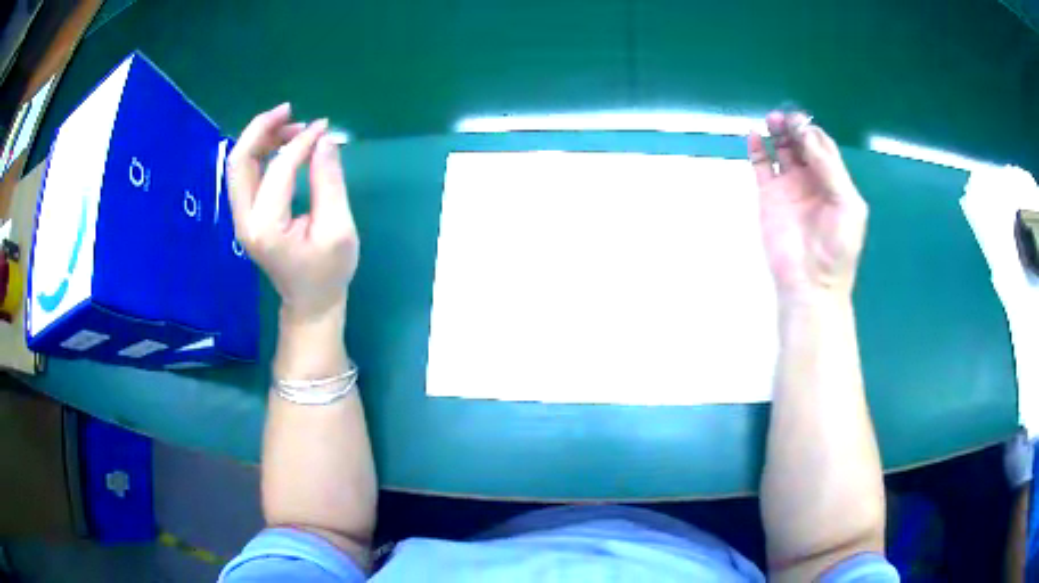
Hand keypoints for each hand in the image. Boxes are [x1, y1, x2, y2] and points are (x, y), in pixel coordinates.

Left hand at [227, 103, 358, 324]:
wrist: (309, 303)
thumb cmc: (328, 272)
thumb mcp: (338, 228)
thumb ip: (329, 181)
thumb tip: (325, 139)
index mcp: (266, 227)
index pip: (278, 169)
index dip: (301, 142)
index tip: (326, 128)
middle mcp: (245, 220)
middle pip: (239, 161)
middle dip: (261, 129)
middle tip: (290, 111)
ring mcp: (241, 218)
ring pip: (239, 164)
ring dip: (260, 138)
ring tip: (291, 126)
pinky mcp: (247, 215)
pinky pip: (246, 174)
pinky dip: (260, 152)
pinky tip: (282, 144)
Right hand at [749, 111, 867, 298]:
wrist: (812, 283)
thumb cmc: (837, 248)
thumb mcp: (847, 206)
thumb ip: (831, 170)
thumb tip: (807, 136)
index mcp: (833, 181)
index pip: (822, 146)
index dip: (812, 131)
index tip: (802, 123)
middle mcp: (811, 179)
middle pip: (801, 143)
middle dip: (794, 127)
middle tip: (785, 117)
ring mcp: (789, 187)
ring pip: (782, 150)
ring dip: (777, 132)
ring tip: (772, 120)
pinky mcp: (769, 196)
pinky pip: (762, 166)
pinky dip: (757, 149)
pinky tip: (754, 135)